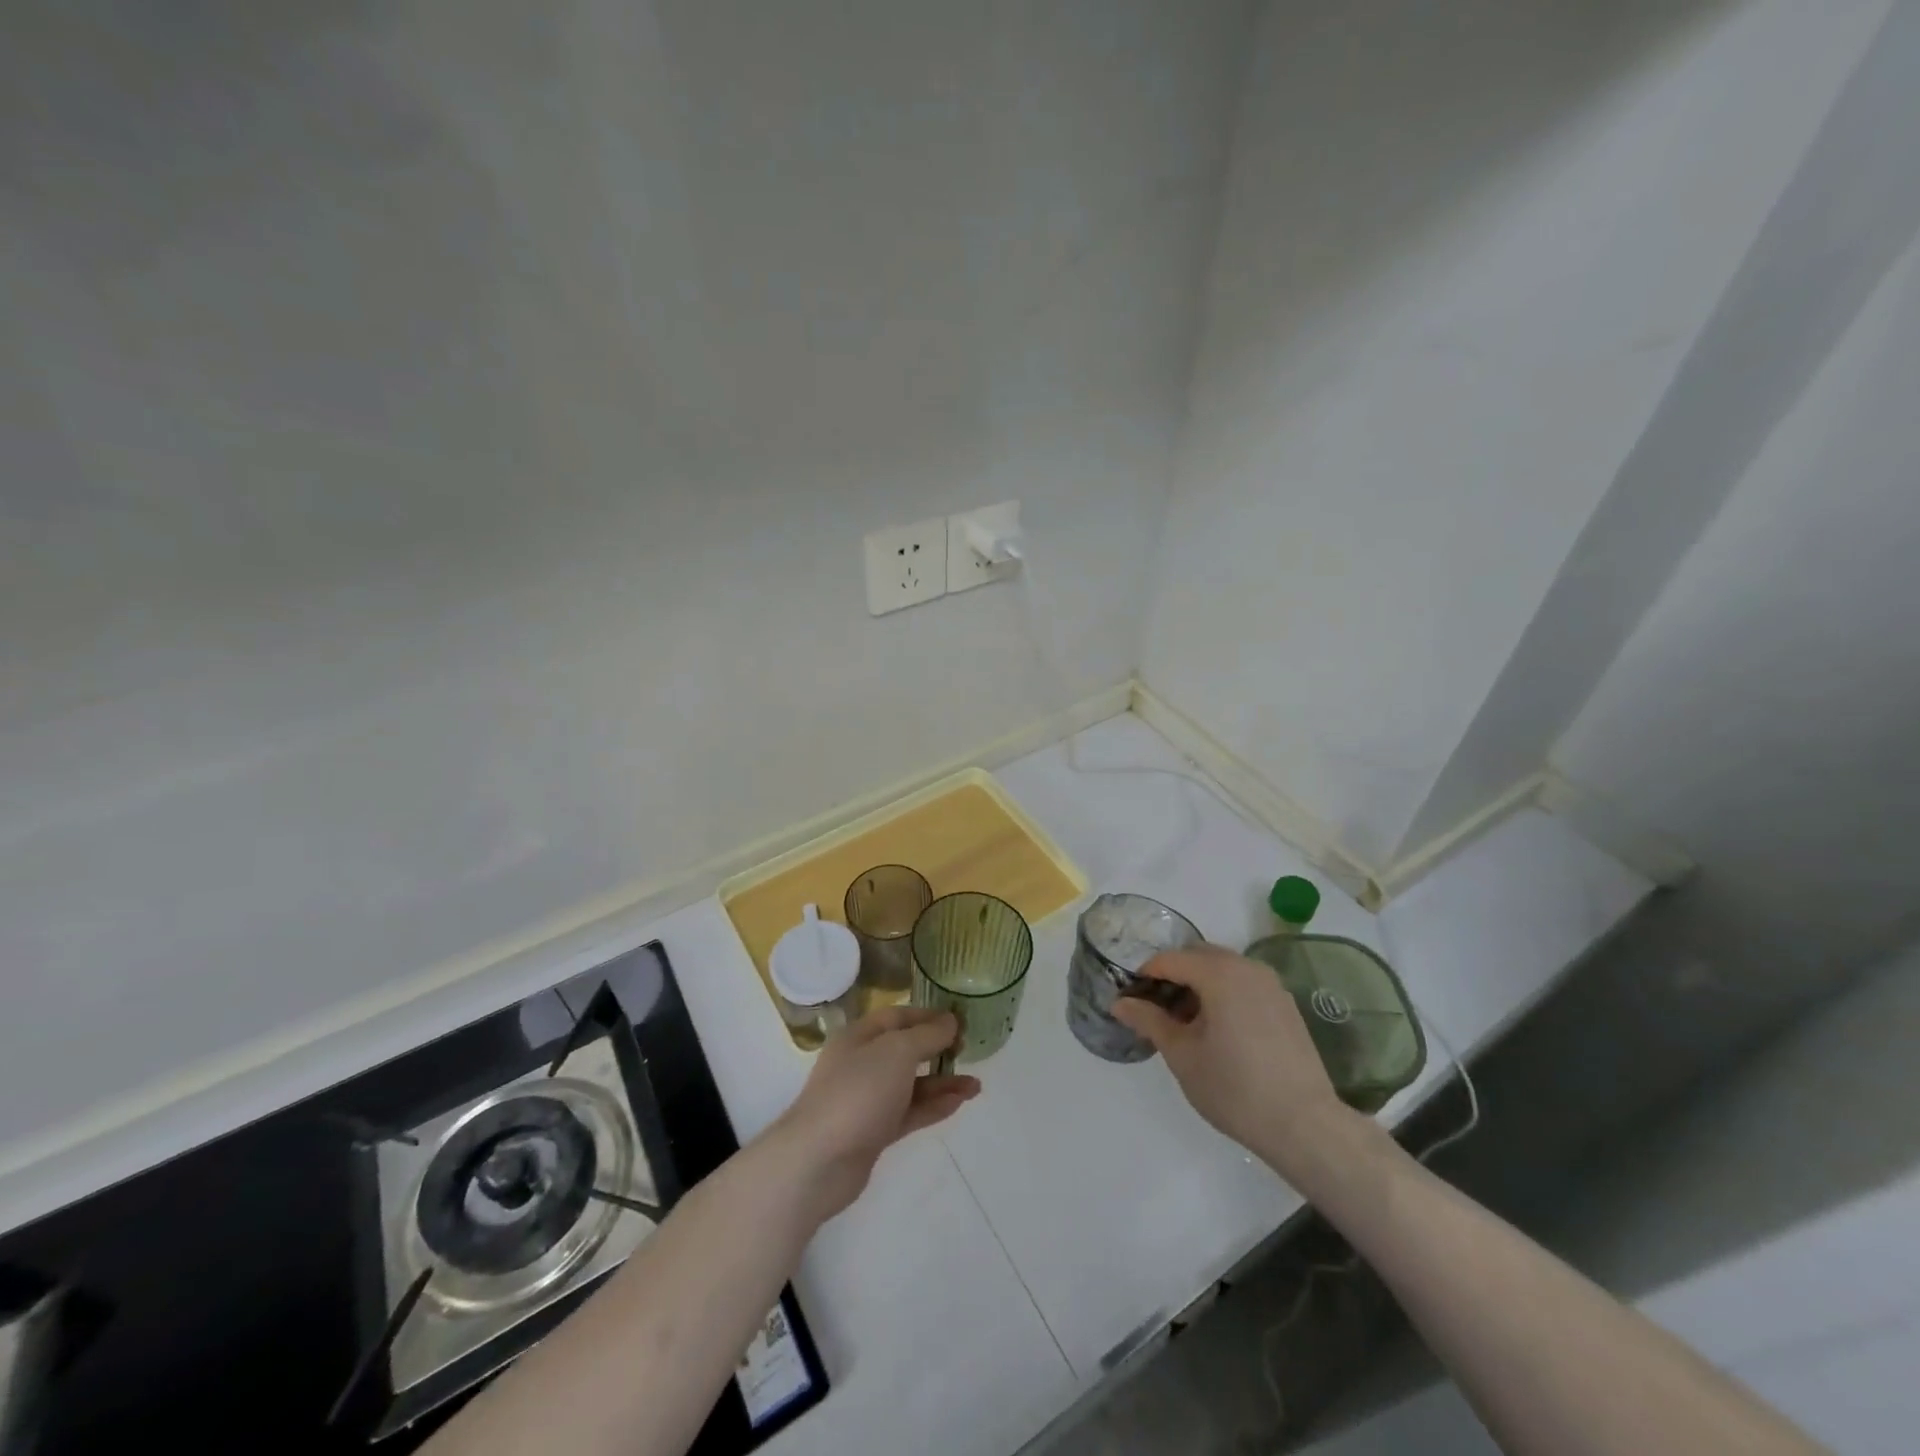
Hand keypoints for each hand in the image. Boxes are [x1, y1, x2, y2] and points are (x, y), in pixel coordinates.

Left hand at [766, 1006, 979, 1222]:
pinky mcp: (874, 1132)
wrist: (818, 1161)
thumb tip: (950, 1021)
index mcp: (860, 1036)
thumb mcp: (897, 1051)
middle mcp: (862, 1063)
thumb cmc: (857, 1091)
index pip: (899, 1016)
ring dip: (943, 1082)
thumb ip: (927, 1035)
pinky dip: (933, 1106)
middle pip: (905, 1049)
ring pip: (911, 1084)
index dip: (929, 1015)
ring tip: (976, 1086)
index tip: (961, 1020)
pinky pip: (910, 1112)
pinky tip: (959, 1103)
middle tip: (969, 1050)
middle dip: (938, 1048)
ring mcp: (868, 1099)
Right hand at [1111, 944, 1358, 1182]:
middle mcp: (1247, 967)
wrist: (1305, 1126)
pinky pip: (1244, 984)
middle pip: (1198, 956)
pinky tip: (1218, 1031)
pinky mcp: (1285, 1005)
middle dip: (1173, 976)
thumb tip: (1120, 1003)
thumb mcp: (1182, 1055)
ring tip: (1186, 1024)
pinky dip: (1224, 994)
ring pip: (1223, 969)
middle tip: (1156, 1011)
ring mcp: (1271, 985)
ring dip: (1199, 984)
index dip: (1145, 976)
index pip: (1170, 959)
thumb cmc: (1235, 1088)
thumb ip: (1149, 1021)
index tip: (1131, 1000)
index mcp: (1220, 973)